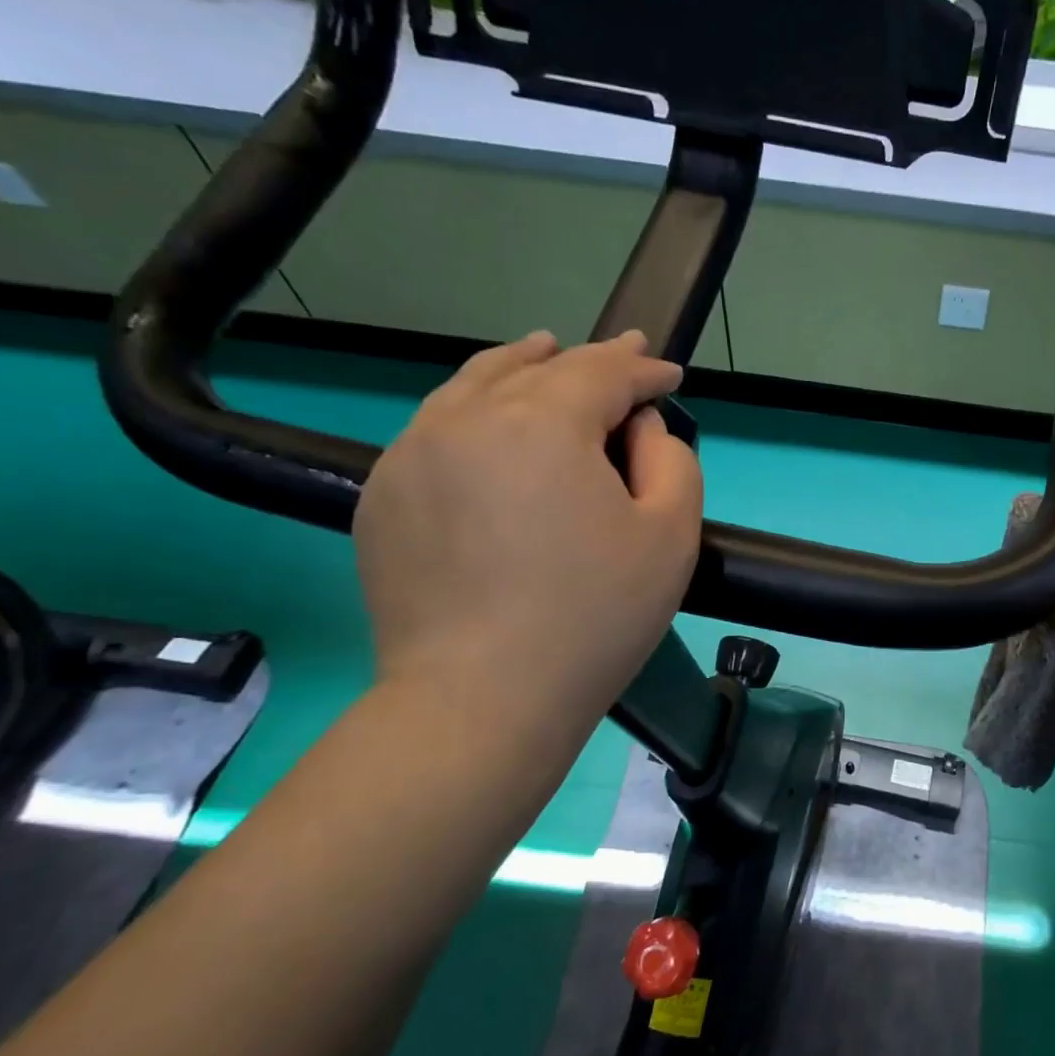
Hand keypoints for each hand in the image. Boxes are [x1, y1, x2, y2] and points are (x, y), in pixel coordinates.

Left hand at [354, 330, 701, 746]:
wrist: (481, 701)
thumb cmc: (595, 618)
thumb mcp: (672, 534)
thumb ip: (672, 458)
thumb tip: (638, 426)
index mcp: (539, 423)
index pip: (601, 372)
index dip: (643, 369)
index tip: (670, 376)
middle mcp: (464, 419)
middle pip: (535, 368)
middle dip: (589, 360)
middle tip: (625, 355)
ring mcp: (410, 454)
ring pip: (473, 385)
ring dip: (521, 367)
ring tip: (545, 354)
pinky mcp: (383, 495)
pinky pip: (438, 428)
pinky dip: (476, 409)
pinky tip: (493, 424)